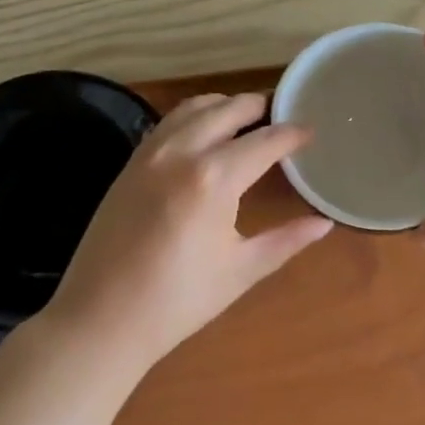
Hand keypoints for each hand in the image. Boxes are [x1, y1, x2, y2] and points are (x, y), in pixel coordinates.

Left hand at [40, 93, 332, 372]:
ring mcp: (151, 152)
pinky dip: (193, 115)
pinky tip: (204, 134)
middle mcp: (182, 151)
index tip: (311, 131)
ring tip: (246, 119)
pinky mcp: (131, 161)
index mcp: (214, 178)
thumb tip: (323, 223)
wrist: (100, 318)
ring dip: (224, 105)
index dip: (292, 133)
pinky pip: (168, 122)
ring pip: (195, 107)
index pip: (265, 140)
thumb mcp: (240, 271)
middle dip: (260, 107)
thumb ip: (286, 240)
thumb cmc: (177, 301)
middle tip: (281, 118)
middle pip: (229, 108)